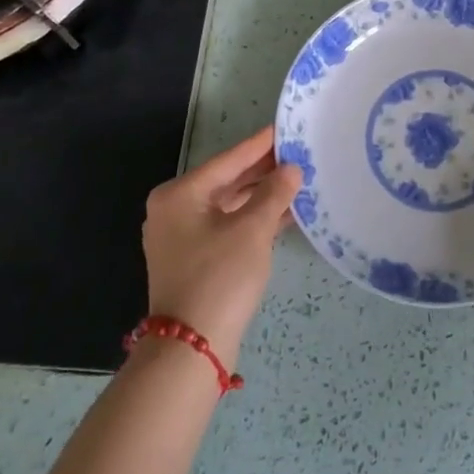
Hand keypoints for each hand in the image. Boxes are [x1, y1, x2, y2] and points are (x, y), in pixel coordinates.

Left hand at [142, 126, 301, 371]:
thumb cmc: (220, 277)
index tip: (285, 126)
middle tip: (299, 152)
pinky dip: (253, 218)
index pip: (229, 160)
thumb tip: (292, 169)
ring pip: (229, 204)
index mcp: (180, 194)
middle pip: (227, 180)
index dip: (261, 144)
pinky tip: (285, 213)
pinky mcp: (194, 259)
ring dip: (262, 195)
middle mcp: (175, 210)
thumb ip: (274, 193)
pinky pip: (228, 226)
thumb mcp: (253, 230)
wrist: (191, 348)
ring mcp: (182, 236)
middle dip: (264, 170)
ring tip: (298, 179)